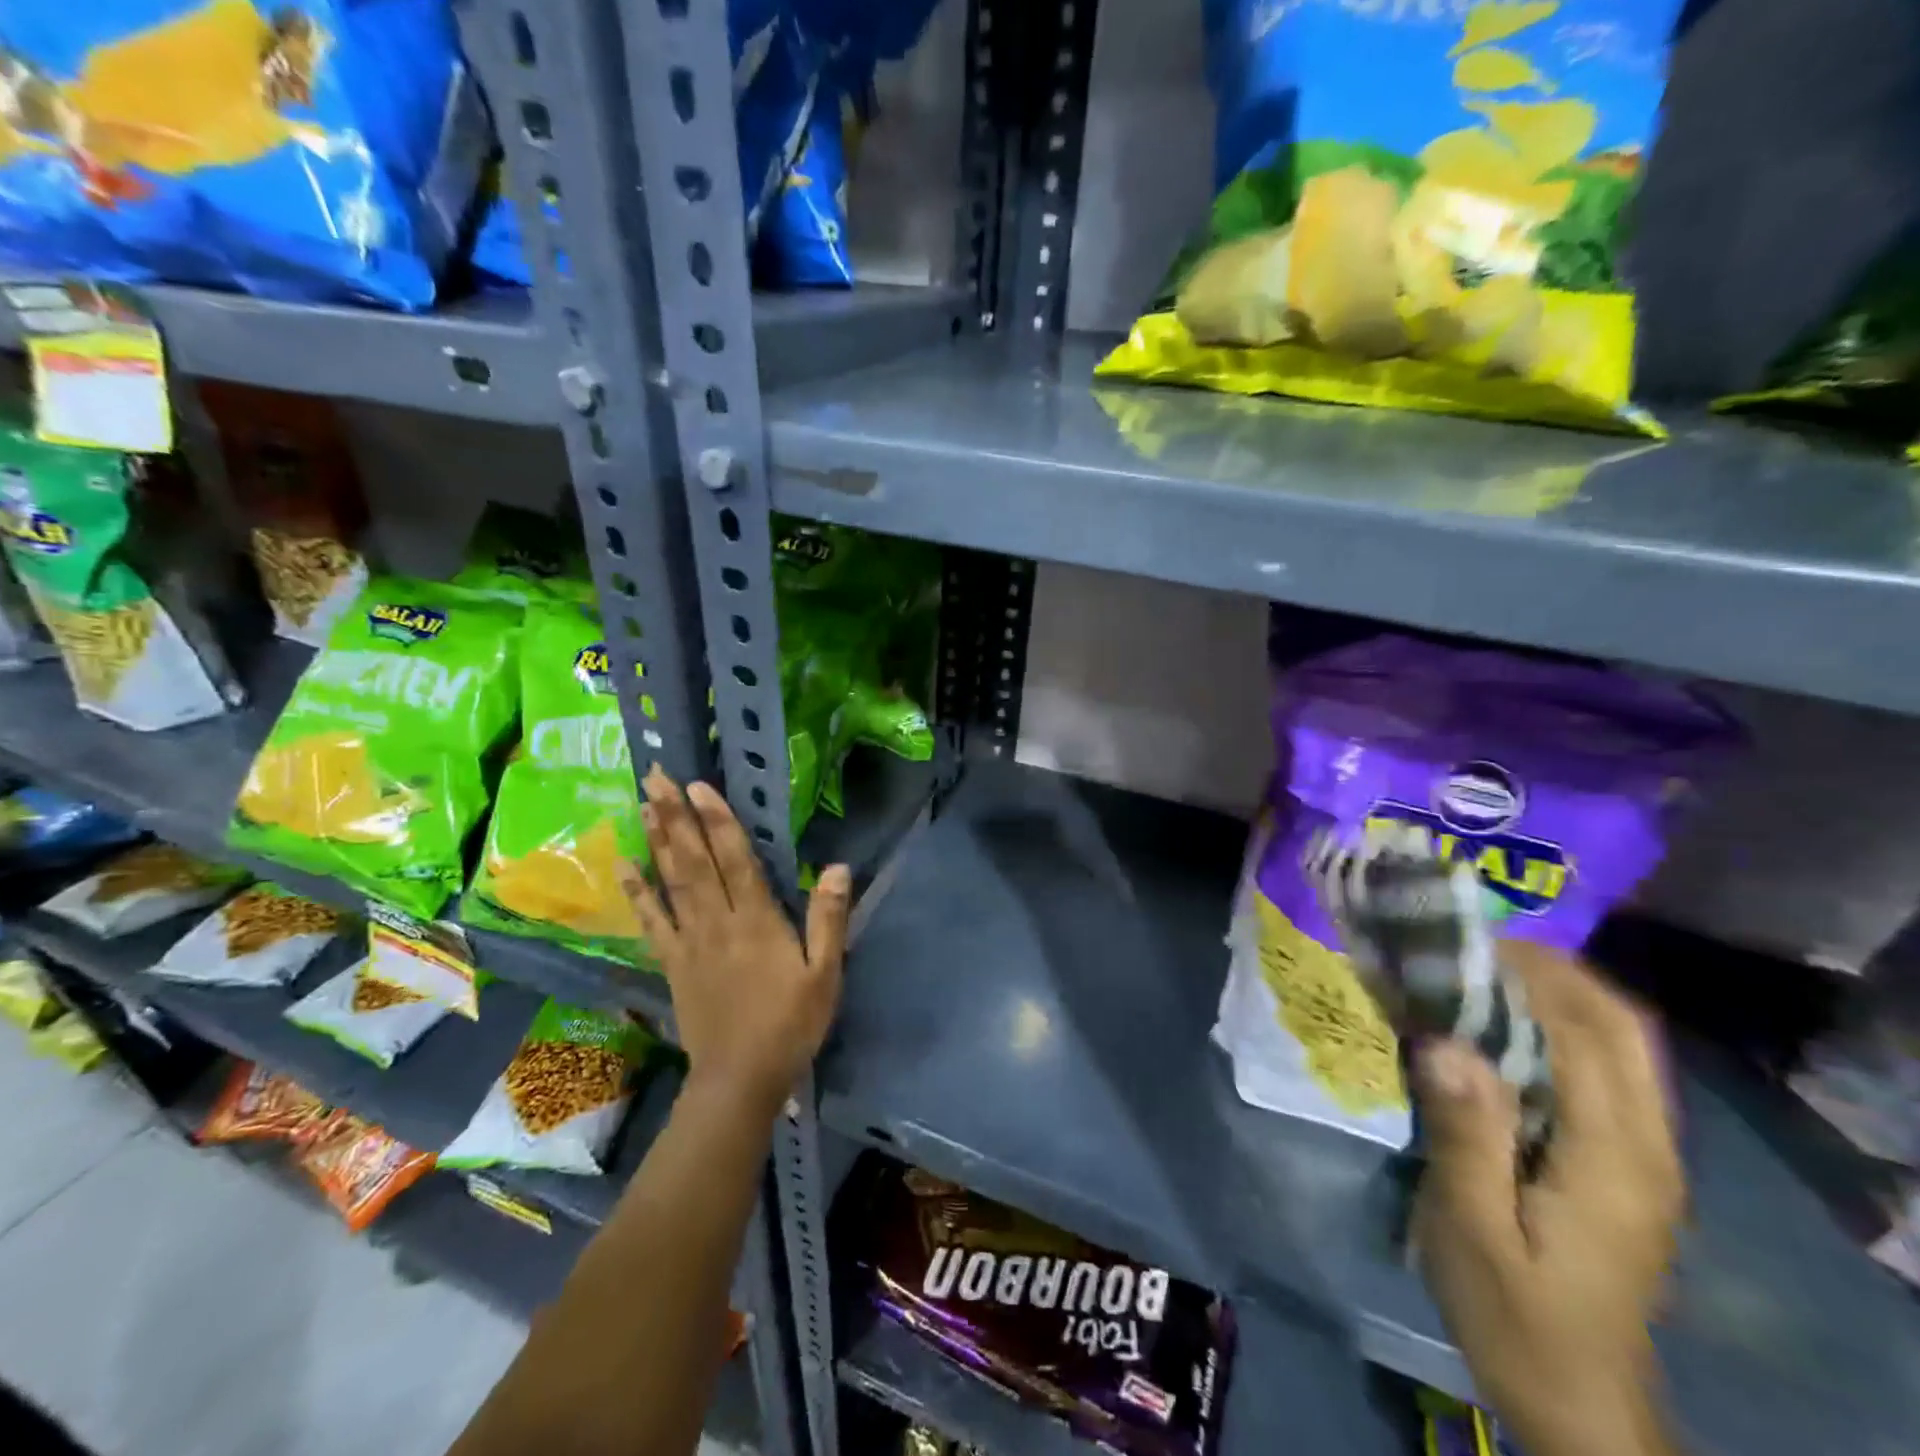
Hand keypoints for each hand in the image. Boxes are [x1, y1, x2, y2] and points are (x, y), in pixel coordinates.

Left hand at [623, 766, 850, 1116]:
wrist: (740, 1079)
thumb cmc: (790, 1024)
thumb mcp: (825, 974)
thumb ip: (828, 919)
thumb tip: (838, 868)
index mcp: (757, 921)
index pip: (735, 860)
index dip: (718, 820)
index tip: (699, 786)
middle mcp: (717, 922)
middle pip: (694, 860)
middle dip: (676, 816)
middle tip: (657, 776)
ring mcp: (689, 941)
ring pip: (670, 880)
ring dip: (657, 838)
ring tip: (643, 802)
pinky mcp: (672, 962)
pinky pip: (651, 920)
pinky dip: (637, 891)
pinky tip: (623, 864)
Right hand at [1411, 943, 1684, 1455]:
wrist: (1579, 1404)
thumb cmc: (1515, 1315)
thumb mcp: (1471, 1229)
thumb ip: (1465, 1133)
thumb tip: (1444, 1040)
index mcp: (1614, 1158)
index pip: (1590, 1034)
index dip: (1533, 975)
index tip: (1465, 943)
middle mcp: (1648, 1147)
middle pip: (1623, 1028)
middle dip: (1556, 972)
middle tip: (1475, 946)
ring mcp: (1645, 1158)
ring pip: (1622, 1047)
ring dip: (1560, 995)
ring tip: (1483, 971)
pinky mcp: (1628, 1167)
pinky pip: (1606, 1073)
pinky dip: (1561, 1031)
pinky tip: (1504, 1030)